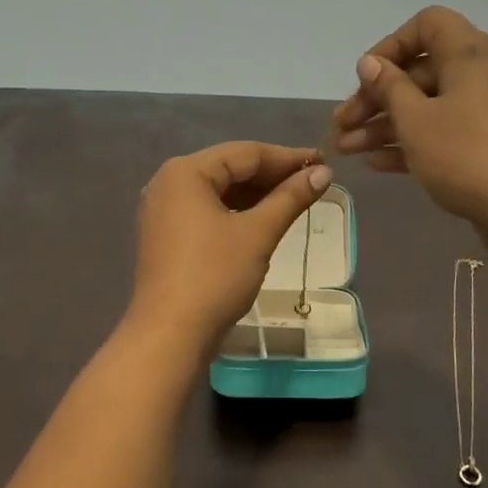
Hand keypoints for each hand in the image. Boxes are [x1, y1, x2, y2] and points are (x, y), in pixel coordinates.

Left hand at [129, 142, 332, 347]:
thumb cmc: (214, 276)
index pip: (245, 153)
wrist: (170, 334)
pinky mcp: (167, 236)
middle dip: (272, 176)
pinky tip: (265, 221)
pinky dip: (237, 213)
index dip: (287, 157)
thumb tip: (323, 173)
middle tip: (314, 181)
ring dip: (257, 195)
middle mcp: (168, 183)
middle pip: (229, 169)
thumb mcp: (258, 234)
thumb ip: (290, 198)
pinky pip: (208, 212)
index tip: (324, 163)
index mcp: (185, 172)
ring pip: (219, 192)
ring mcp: (164, 211)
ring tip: (296, 200)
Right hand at [330, 6, 487, 245]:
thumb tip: (370, 63)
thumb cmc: (466, 155)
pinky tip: (376, 163)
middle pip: (420, 73)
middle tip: (343, 125)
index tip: (366, 78)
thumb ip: (388, 88)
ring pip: (428, 107)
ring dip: (385, 125)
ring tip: (347, 150)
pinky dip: (412, 142)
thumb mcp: (416, 120)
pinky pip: (444, 132)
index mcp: (471, 55)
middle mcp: (483, 75)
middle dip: (376, 98)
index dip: (391, 46)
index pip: (428, 25)